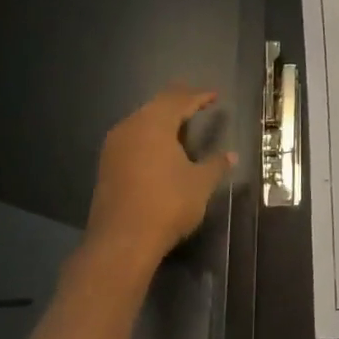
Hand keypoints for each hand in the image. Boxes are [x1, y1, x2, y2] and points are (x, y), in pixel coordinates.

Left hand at [85, 86, 235, 265]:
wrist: (122, 241)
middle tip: (195, 101)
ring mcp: (114, 147)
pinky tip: (157, 147)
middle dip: (177, 101)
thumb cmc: (167, 204)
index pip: (179, 100)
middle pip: (156, 106)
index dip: (198, 97)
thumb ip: (216, 165)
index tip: (214, 96)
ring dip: (160, 119)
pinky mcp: (106, 166)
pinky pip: (131, 138)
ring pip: (140, 121)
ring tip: (179, 122)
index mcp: (154, 124)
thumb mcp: (200, 184)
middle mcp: (130, 128)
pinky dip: (148, 136)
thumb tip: (231, 155)